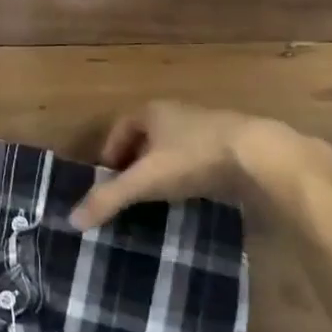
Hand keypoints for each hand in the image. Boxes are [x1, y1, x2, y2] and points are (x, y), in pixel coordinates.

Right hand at [69, 101, 331, 229]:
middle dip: (136, 162)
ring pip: (174, 148)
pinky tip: (193, 195)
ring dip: (164, 168)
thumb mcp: (146, 180)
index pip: (120, 127)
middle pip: (147, 137)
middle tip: (130, 190)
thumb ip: (109, 199)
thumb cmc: (193, 158)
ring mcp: (208, 128)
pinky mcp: (232, 146)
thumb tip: (71, 221)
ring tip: (159, 197)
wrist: (260, 156)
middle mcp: (178, 113)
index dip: (110, 151)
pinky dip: (190, 175)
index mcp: (152, 111)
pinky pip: (199, 159)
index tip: (108, 178)